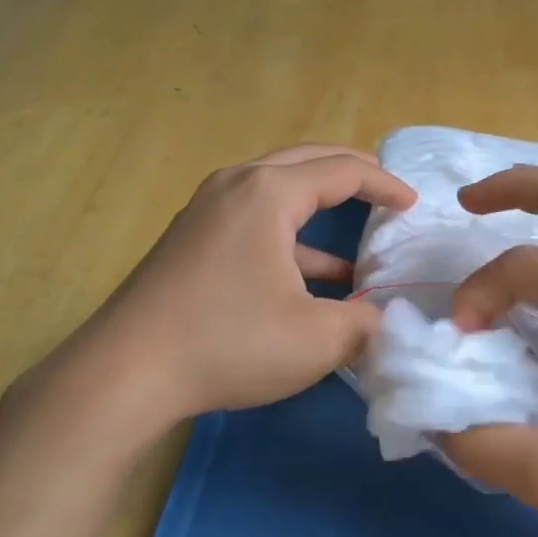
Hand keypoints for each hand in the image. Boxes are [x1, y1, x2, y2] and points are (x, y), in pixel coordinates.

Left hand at [7, 145, 415, 449]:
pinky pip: (253, 221)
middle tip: (387, 189)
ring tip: (359, 234)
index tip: (413, 205)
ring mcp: (206, 211)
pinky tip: (312, 276)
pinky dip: (289, 238)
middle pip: (306, 163)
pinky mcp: (191, 240)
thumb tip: (383, 320)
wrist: (124, 374)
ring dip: (319, 207)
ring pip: (277, 191)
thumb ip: (365, 324)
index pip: (341, 170)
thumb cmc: (228, 343)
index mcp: (268, 192)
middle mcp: (235, 186)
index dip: (384, 184)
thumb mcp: (316, 339)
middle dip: (352, 174)